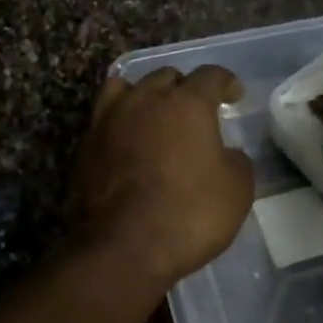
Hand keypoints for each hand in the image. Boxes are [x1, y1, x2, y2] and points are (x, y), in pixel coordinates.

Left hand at [70, 65, 255, 289]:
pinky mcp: (85, 147)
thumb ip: (236, 161)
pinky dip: (120, 121)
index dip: (226, 82)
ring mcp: (108, 121)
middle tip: (195, 110)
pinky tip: (128, 140)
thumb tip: (226, 154)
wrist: (121, 247)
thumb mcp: (236, 190)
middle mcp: (144, 101)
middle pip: (166, 77)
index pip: (210, 76)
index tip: (234, 96)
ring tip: (153, 113)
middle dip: (184, 87)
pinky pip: (105, 118)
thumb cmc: (188, 214)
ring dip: (145, 95)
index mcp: (187, 104)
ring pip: (127, 88)